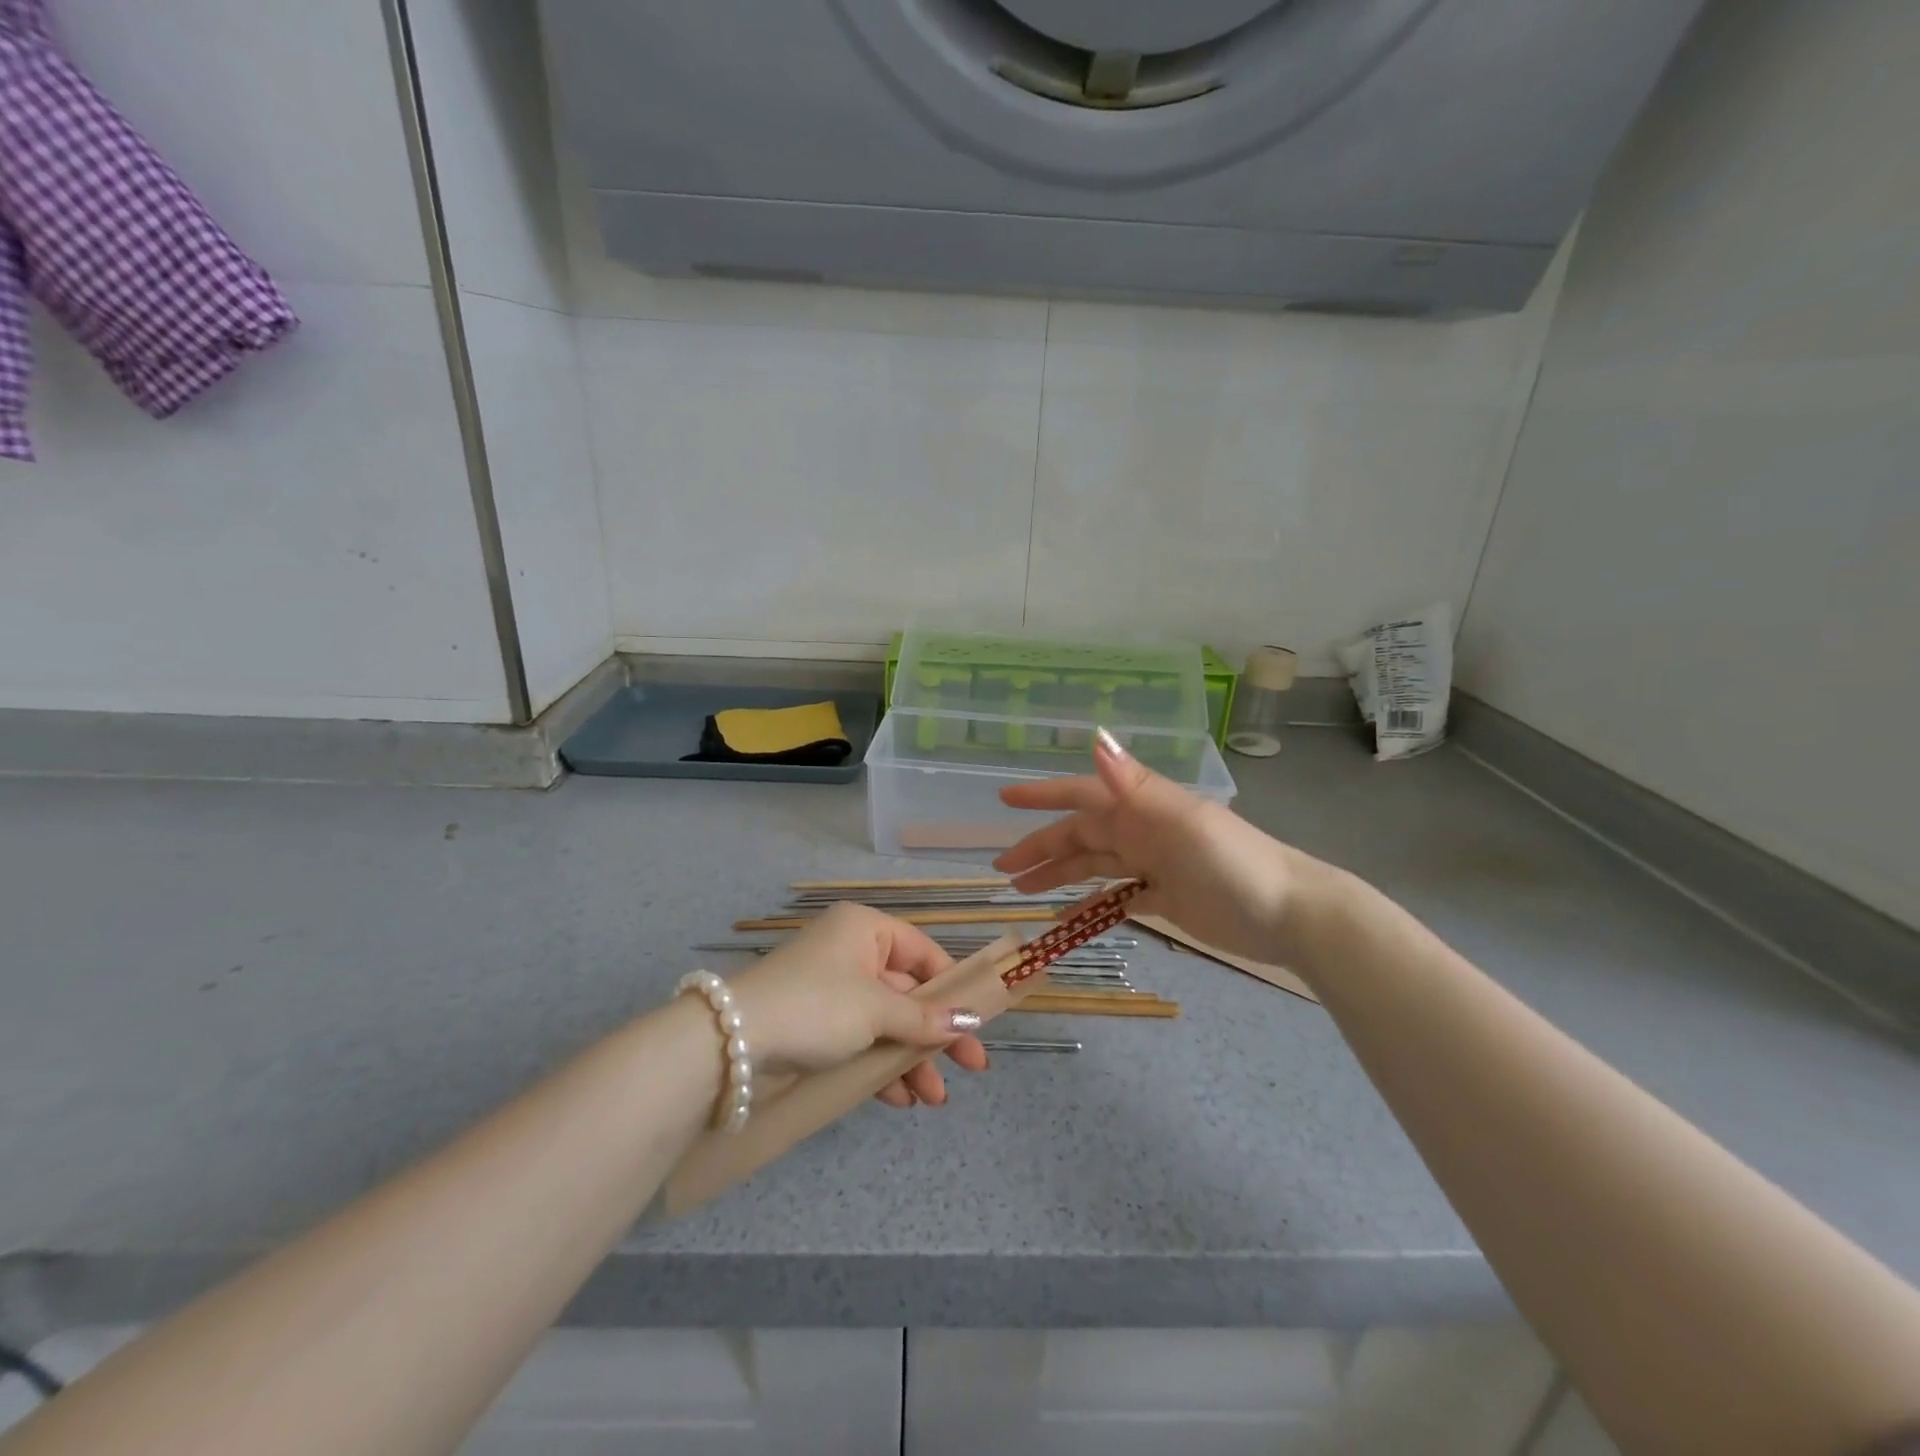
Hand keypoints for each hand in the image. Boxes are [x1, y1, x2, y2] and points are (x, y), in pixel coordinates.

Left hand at [725, 902, 988, 1107]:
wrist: (729, 1045)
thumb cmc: (815, 1006)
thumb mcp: (876, 1009)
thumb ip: (924, 1018)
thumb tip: (968, 1021)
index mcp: (864, 930)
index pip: (923, 952)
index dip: (952, 987)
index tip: (977, 1022)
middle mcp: (850, 953)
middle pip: (907, 993)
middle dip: (935, 1034)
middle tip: (971, 1068)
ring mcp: (831, 992)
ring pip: (885, 1022)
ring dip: (910, 1059)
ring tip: (933, 1099)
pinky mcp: (815, 1027)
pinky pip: (860, 1041)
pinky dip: (879, 1067)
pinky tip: (898, 1100)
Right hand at [995, 729, 1306, 963]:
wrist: (1290, 914)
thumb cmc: (1233, 863)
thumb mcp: (1181, 822)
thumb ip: (1133, 785)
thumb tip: (1095, 737)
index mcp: (1141, 808)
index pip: (1081, 794)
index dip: (1042, 795)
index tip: (1004, 799)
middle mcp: (1141, 830)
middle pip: (1079, 835)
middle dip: (1040, 847)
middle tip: (1001, 869)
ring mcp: (1152, 864)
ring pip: (1093, 865)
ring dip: (1058, 875)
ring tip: (1022, 891)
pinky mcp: (1164, 897)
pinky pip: (1116, 899)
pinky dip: (1090, 907)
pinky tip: (1067, 920)